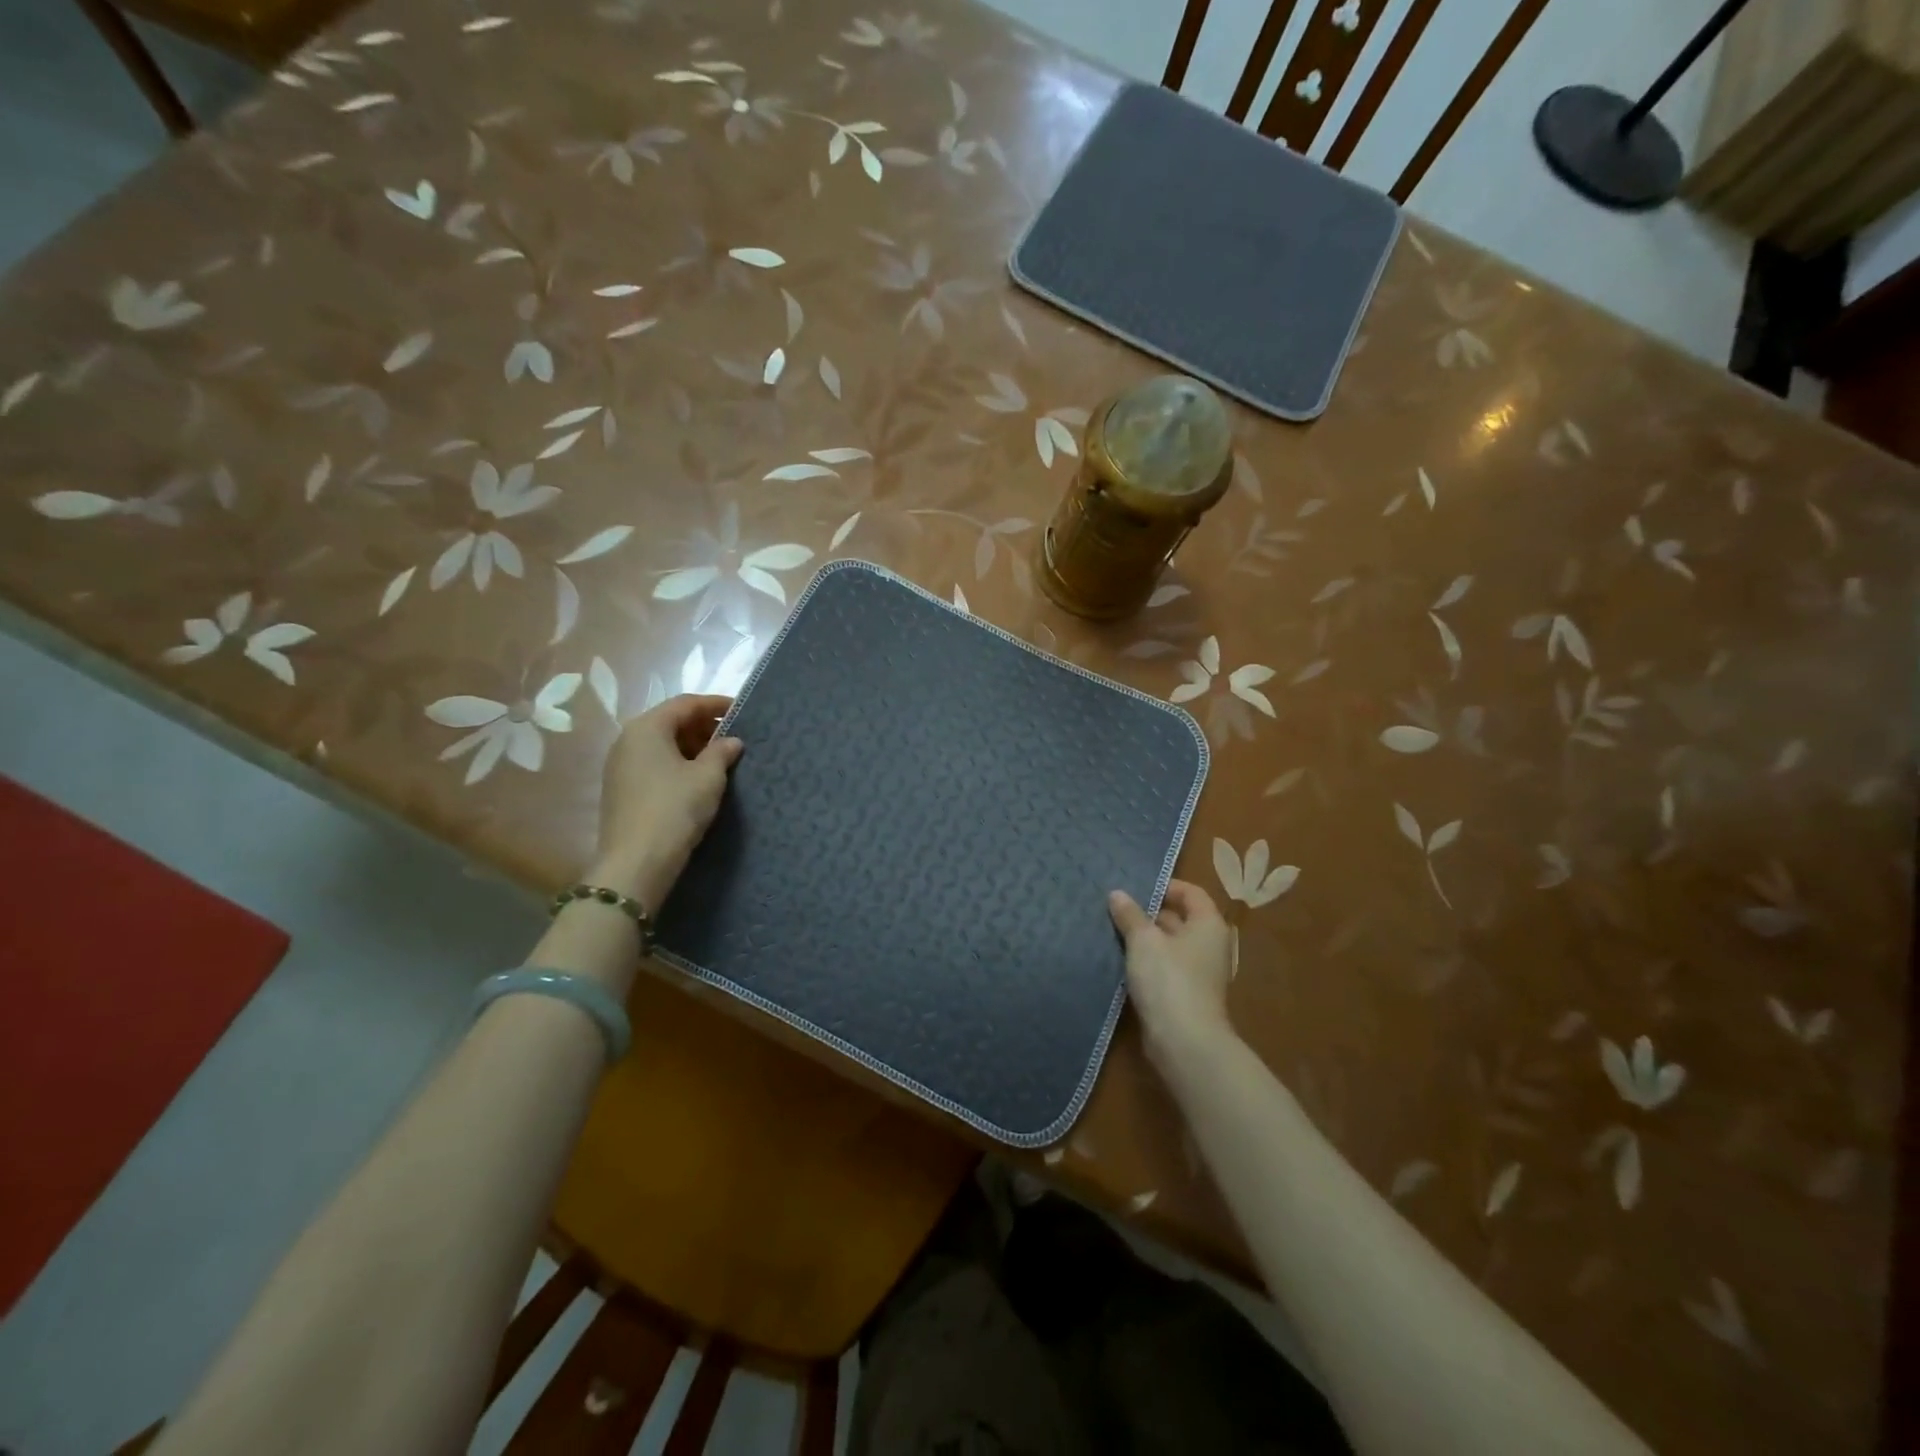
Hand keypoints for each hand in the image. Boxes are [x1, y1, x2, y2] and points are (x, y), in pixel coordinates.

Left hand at [588, 694, 742, 909]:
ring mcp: (620, 765)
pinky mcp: (621, 788)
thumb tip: (732, 741)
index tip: (742, 710)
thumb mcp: (708, 778)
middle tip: (735, 737)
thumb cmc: (675, 810)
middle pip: (671, 721)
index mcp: (647, 728)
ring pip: (662, 743)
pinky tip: (698, 779)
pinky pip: (654, 763)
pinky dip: (678, 763)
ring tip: (721, 759)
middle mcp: (628, 739)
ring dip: (692, 746)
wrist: (636, 863)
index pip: (686, 703)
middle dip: (704, 726)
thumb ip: (722, 752)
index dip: (716, 704)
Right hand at [1108, 880, 1234, 1073]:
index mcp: (1208, 924)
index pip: (1191, 892)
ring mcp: (1199, 972)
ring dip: (1145, 939)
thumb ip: (1130, 915)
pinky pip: (1165, 968)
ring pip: (1169, 945)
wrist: (1184, 1042)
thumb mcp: (1143, 941)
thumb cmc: (1168, 979)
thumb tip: (1117, 894)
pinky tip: (1121, 961)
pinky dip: (1147, 962)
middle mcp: (1209, 945)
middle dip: (1149, 913)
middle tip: (1116, 908)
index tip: (1135, 888)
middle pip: (1180, 918)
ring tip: (1112, 931)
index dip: (1165, 886)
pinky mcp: (1186, 995)